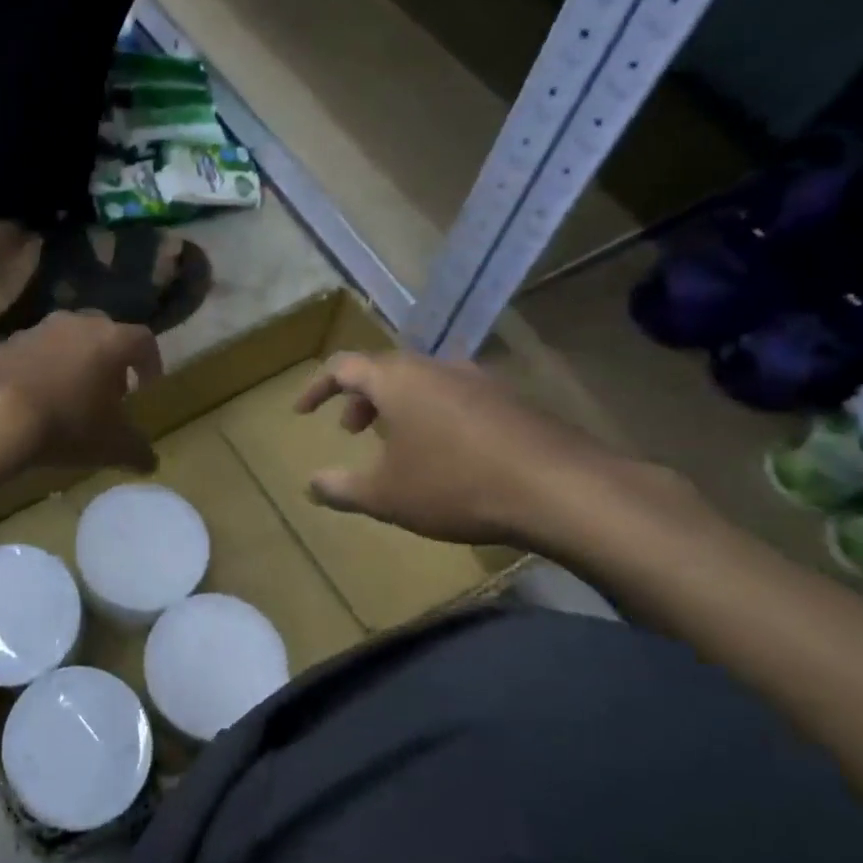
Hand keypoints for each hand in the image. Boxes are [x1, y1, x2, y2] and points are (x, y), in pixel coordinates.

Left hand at [0, 312, 163, 472]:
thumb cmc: (67, 423)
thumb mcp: (112, 445)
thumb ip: (137, 450)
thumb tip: (150, 462)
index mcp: (111, 340)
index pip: (143, 341)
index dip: (151, 363)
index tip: (148, 388)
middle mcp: (76, 323)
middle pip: (103, 334)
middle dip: (111, 361)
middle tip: (109, 392)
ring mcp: (36, 330)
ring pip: (66, 341)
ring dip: (74, 363)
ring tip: (70, 397)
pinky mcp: (3, 343)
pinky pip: (32, 354)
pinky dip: (41, 370)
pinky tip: (35, 400)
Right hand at [295, 351, 648, 547]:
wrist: (559, 488)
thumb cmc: (454, 484)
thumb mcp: (385, 496)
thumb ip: (341, 488)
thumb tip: (312, 484)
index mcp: (396, 380)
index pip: (343, 367)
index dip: (317, 388)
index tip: (302, 411)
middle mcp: (435, 367)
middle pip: (385, 371)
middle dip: (360, 399)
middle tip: (352, 431)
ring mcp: (478, 380)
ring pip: (423, 383)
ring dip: (399, 407)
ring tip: (398, 444)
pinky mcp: (512, 400)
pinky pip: (457, 397)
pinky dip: (435, 415)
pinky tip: (448, 453)